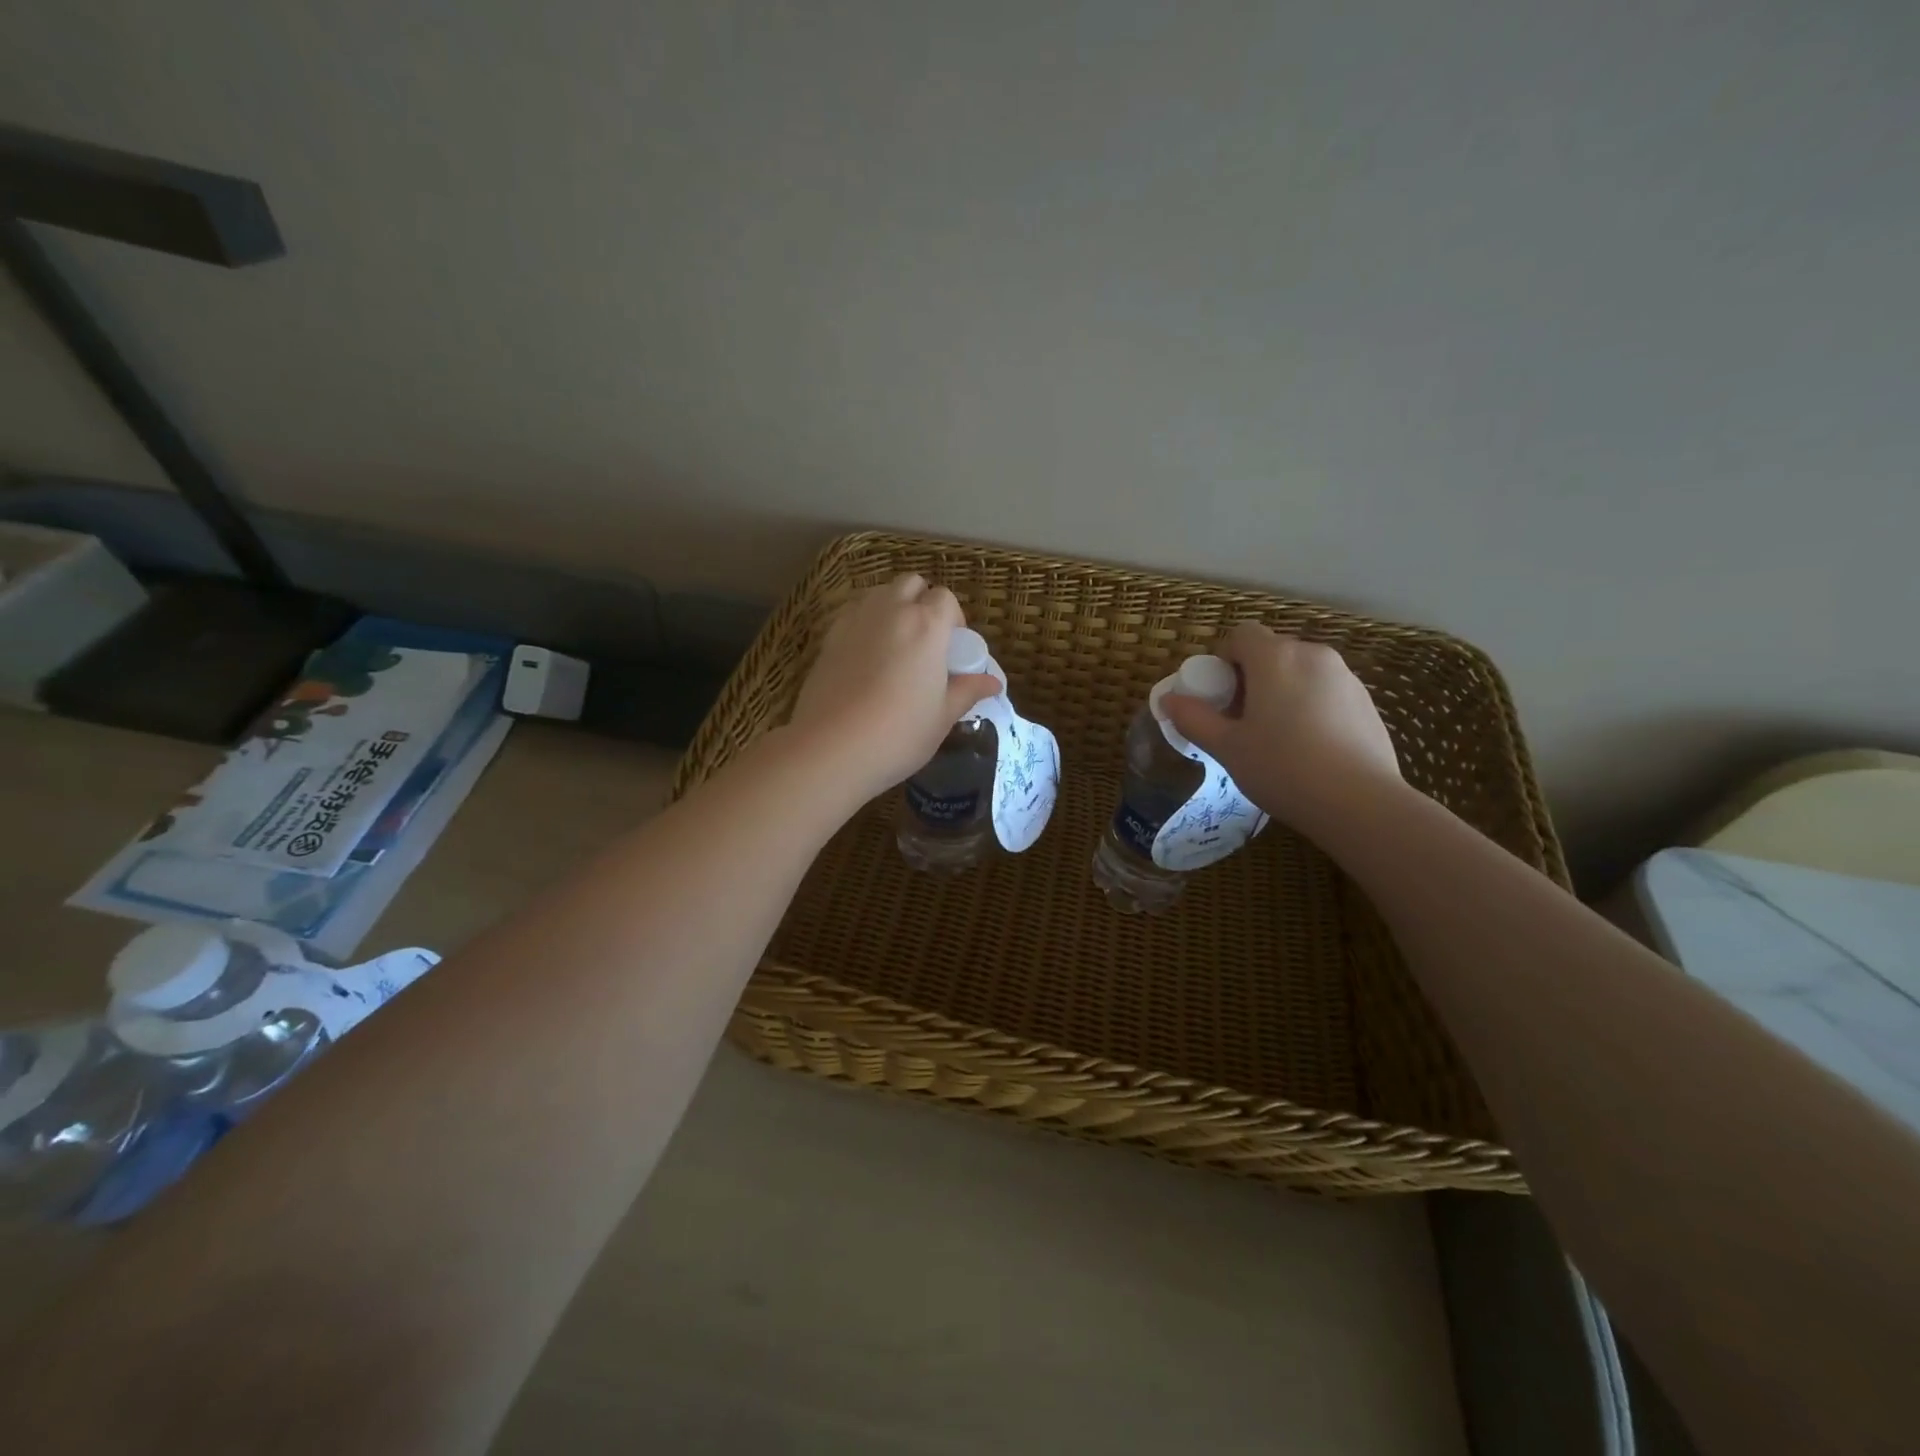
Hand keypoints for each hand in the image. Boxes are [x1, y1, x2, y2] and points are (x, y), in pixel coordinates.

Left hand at [788, 575, 1001, 801]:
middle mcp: (890, 610)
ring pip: (879, 593)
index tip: (952, 648)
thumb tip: (993, 682)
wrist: (832, 747)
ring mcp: (855, 620)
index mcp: (926, 625)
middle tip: (925, 641)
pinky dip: (865, 622)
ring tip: (895, 645)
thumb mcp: (942, 716)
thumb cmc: (899, 733)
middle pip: (910, 583)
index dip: (953, 618)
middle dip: (921, 601)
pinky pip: (854, 613)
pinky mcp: (828, 637)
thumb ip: (967, 691)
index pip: (945, 598)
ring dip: (892, 607)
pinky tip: (866, 656)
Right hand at [1160, 621, 1402, 835]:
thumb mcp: (1226, 747)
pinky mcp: (1366, 701)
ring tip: (1276, 738)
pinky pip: (1325, 691)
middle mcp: (1313, 655)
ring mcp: (1346, 677)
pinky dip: (1309, 706)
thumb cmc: (1283, 768)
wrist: (1360, 803)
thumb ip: (1194, 718)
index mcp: (1275, 658)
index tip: (1220, 697)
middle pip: (1271, 652)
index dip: (1223, 659)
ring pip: (1300, 672)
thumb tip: (1168, 700)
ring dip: (1281, 691)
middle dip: (1251, 677)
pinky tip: (1309, 748)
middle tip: (1241, 721)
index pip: (1241, 634)